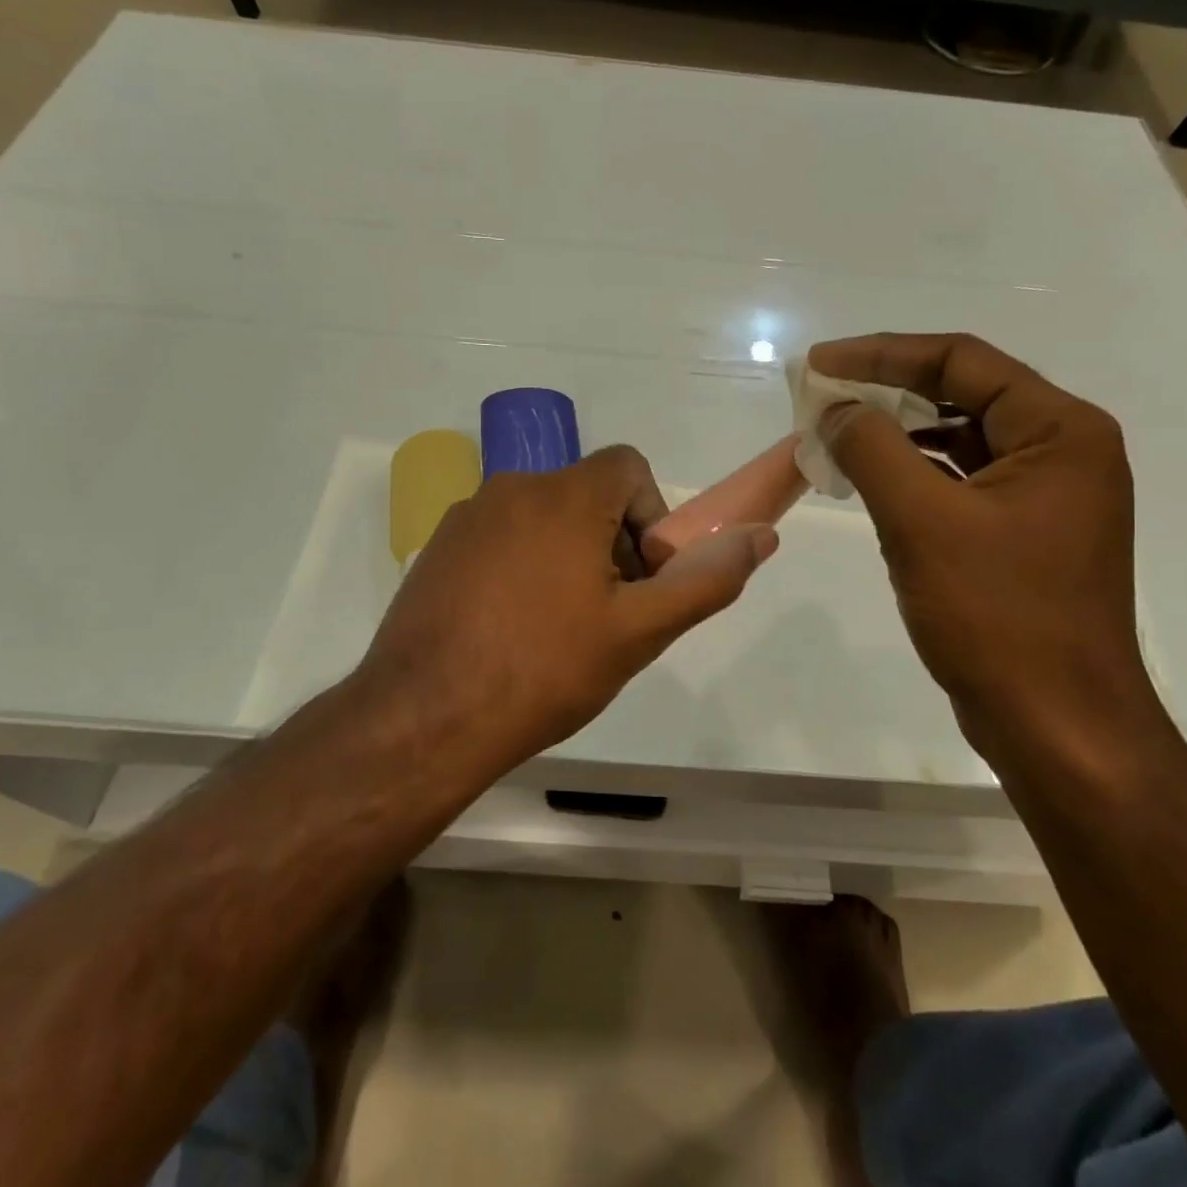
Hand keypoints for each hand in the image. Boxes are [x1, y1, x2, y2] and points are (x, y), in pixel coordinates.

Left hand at [359, 446, 777, 766]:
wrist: (426, 718)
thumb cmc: (544, 670)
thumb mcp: (639, 631)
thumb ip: (706, 580)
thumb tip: (760, 537)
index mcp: (564, 496)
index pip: (629, 467)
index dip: (651, 518)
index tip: (642, 579)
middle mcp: (511, 489)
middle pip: (587, 496)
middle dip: (613, 545)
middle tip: (608, 616)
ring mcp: (467, 518)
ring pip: (542, 519)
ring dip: (567, 559)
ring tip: (560, 631)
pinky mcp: (438, 549)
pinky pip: (500, 540)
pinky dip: (522, 569)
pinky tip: (513, 631)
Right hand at [808, 334, 1152, 751]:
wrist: (1055, 725)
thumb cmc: (997, 616)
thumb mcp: (923, 522)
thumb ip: (873, 449)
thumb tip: (838, 411)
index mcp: (1060, 431)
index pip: (961, 362)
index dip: (882, 354)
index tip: (818, 364)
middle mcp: (1061, 452)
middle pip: (961, 395)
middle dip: (885, 393)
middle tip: (818, 398)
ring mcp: (1043, 496)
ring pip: (956, 442)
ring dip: (893, 436)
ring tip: (831, 437)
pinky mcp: (1021, 534)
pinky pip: (957, 483)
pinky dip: (910, 476)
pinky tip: (865, 482)